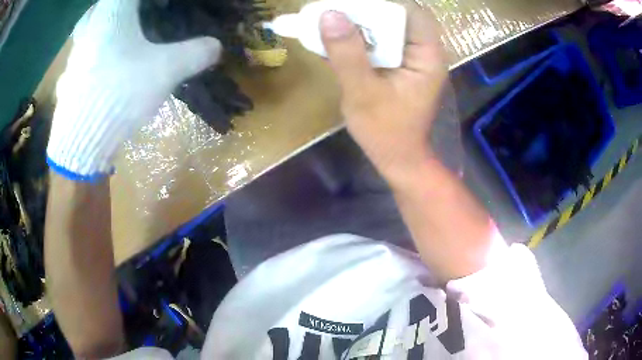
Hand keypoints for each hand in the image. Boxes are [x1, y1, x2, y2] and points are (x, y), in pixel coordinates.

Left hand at [47, 0, 221, 181]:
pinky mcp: (71, 70)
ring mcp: (76, 47)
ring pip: (99, 21)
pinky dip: (102, 44)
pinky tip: (111, 62)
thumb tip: (216, 46)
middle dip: (134, 8)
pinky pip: (89, 44)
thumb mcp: (164, 70)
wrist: (79, 142)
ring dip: (115, 23)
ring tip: (131, 35)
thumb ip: (195, 53)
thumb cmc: (118, 93)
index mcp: (113, 11)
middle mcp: (91, 22)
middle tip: (150, 15)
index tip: (168, 6)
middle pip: (115, 2)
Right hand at [320, 8, 446, 181]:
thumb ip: (347, 53)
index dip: (381, 3)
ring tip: (330, 23)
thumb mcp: (363, 93)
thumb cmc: (385, 131)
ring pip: (387, 27)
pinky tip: (338, 40)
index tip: (349, 4)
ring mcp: (412, 58)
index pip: (411, 12)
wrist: (397, 158)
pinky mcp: (400, 64)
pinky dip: (360, 37)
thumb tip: (329, 15)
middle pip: (398, 16)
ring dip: (359, 23)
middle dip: (365, 10)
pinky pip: (381, 41)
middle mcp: (424, 51)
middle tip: (334, 12)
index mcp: (427, 56)